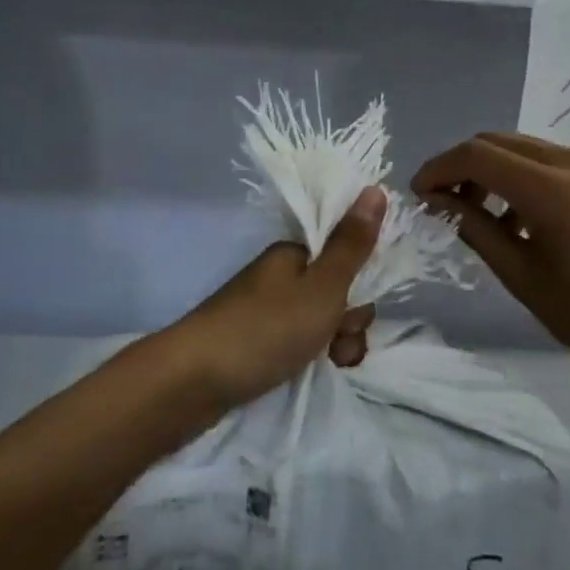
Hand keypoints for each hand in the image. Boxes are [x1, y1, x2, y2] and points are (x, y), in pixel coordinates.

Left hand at [165, 187, 385, 409]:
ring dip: (336, 343)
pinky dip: (311, 356)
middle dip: (349, 320)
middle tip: (338, 343)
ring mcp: (267, 309)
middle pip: (337, 291)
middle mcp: (281, 275)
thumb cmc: (265, 328)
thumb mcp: (322, 287)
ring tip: (328, 364)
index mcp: (295, 254)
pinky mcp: (256, 341)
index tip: (357, 310)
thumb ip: (352, 244)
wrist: (193, 381)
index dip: (362, 283)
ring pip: (321, 320)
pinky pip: (299, 342)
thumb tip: (376, 188)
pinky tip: (312, 372)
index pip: (346, 256)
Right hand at [412, 133, 569, 389]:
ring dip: (491, 169)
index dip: (439, 168)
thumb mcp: (523, 277)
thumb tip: (438, 202)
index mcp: (551, 189)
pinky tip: (518, 217)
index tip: (418, 195)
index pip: (476, 155)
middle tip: (442, 202)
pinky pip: (548, 161)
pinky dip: (521, 176)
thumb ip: (475, 229)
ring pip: (522, 147)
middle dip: (461, 165)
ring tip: (478, 214)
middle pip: (497, 141)